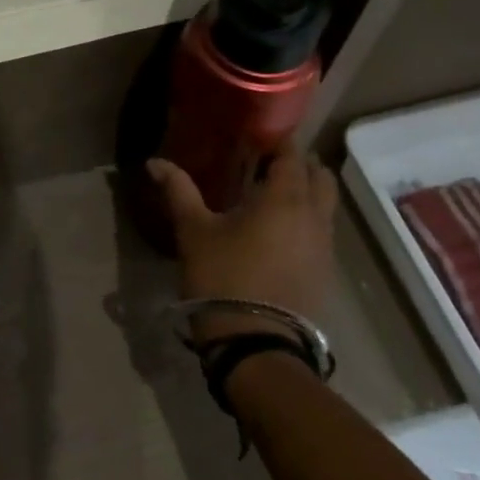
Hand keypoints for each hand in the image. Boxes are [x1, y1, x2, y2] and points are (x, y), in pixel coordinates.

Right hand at [147, 135, 337, 342]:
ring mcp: (325, 247)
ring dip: (305, 193)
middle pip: (319, 176)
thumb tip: (154, 161)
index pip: (292, 154)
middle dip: (298, 164)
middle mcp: (314, 216)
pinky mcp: (325, 273)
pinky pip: (322, 232)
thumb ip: (178, 190)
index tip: (256, 135)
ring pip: (325, 205)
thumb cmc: (223, 277)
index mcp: (285, 198)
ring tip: (270, 196)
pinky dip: (306, 220)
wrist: (257, 344)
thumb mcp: (193, 231)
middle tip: (264, 163)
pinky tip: (278, 232)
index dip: (278, 141)